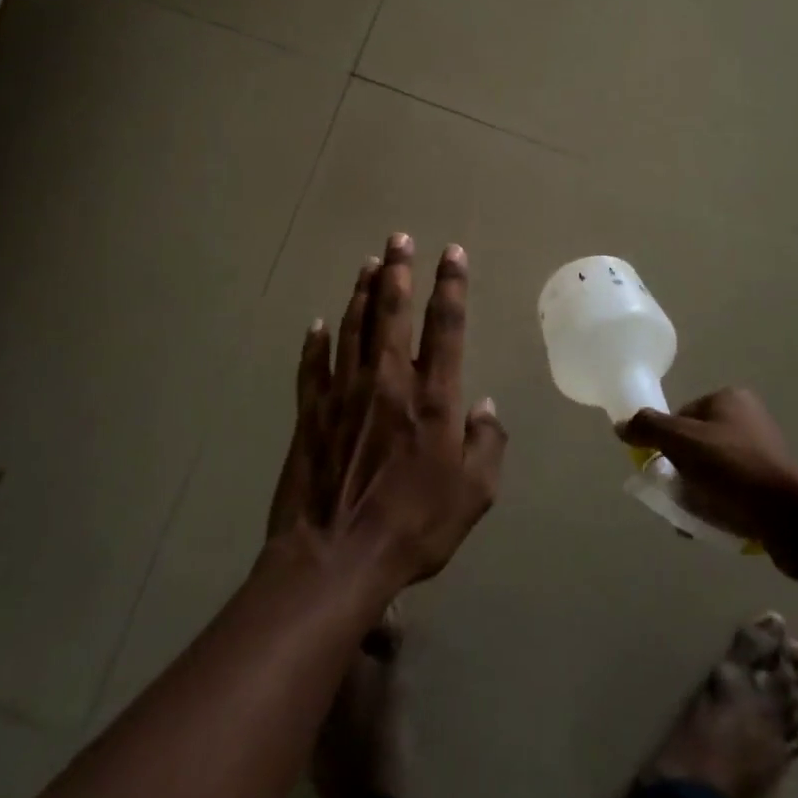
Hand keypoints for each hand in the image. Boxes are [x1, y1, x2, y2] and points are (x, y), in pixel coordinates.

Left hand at [267, 234, 506, 587]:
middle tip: (398, 238)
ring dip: (362, 292)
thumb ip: (487, 444)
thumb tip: (485, 406)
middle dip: (398, 270)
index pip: (446, 325)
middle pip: (393, 311)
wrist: (335, 560)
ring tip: (368, 264)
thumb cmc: (413, 526)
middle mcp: (389, 381)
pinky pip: (313, 366)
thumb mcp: (473, 494)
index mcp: (432, 397)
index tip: (452, 251)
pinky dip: (316, 342)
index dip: (451, 284)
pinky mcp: (311, 413)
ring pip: (353, 327)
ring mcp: (345, 393)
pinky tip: (319, 324)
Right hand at [617, 388, 797, 543]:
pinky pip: (731, 489)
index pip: (682, 415)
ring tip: (688, 515)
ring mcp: (762, 451)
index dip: (668, 442)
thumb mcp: (682, 441)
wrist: (787, 516)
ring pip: (711, 469)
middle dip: (681, 470)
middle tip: (674, 494)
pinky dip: (716, 503)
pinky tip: (708, 524)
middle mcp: (747, 418)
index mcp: (729, 398)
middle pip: (695, 443)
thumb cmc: (731, 467)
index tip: (664, 467)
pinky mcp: (770, 483)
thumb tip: (621, 425)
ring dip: (696, 490)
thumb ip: (648, 428)